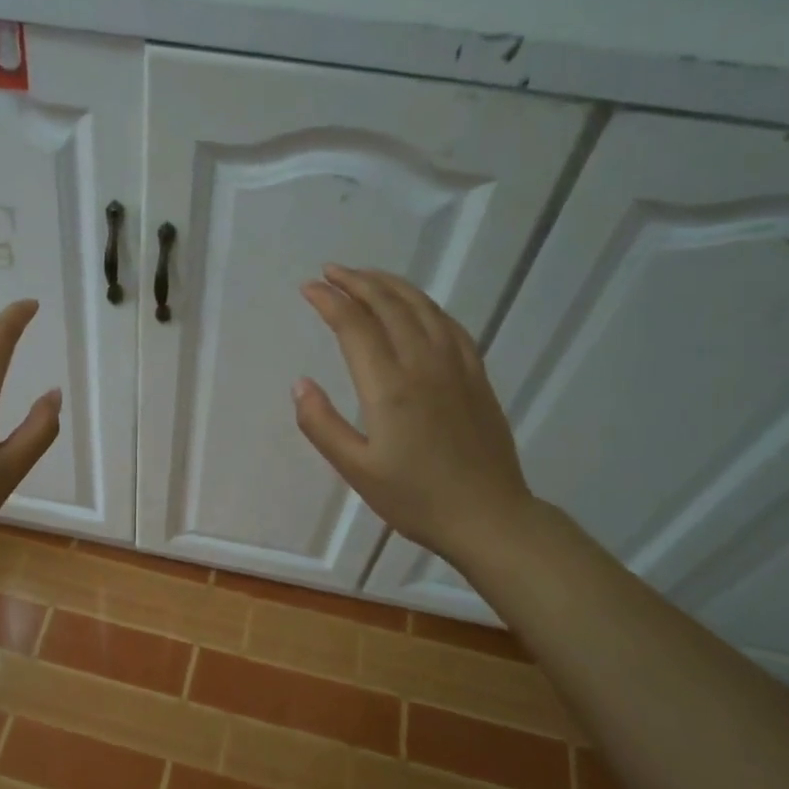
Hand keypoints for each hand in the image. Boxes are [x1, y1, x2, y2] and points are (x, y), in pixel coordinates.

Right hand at [294, 266, 534, 566]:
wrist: (488, 517)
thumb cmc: (415, 498)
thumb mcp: (356, 470)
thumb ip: (322, 425)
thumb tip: (299, 384)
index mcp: (389, 386)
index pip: (355, 326)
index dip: (329, 301)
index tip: (308, 288)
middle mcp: (423, 364)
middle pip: (389, 305)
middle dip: (357, 282)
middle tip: (330, 272)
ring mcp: (455, 366)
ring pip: (422, 308)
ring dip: (390, 285)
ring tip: (366, 276)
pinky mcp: (476, 375)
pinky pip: (449, 324)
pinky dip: (425, 305)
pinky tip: (416, 305)